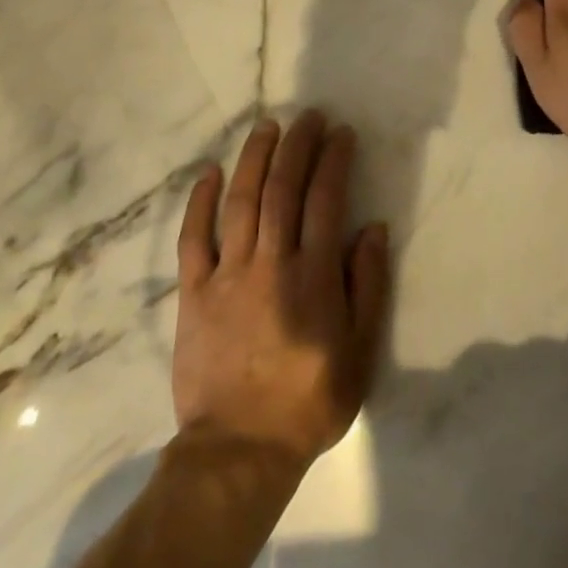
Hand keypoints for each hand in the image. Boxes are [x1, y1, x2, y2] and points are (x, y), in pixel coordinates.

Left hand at [172, 111, 390, 471]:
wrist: (239, 451)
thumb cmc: (309, 401)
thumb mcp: (359, 351)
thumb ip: (368, 285)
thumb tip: (373, 228)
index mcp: (313, 276)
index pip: (325, 200)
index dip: (334, 161)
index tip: (341, 133)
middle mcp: (271, 263)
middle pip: (283, 189)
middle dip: (297, 146)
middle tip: (307, 116)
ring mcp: (228, 275)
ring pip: (241, 202)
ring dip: (255, 158)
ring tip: (266, 127)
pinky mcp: (194, 293)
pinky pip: (193, 239)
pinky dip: (201, 202)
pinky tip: (210, 172)